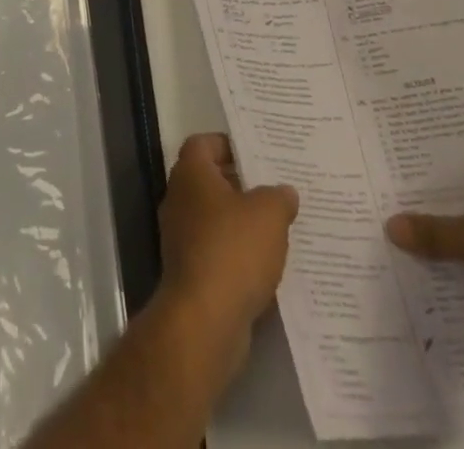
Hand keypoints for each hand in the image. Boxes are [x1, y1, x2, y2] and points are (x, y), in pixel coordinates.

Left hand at [156, 134, 298, 367]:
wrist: (205, 319)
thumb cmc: (233, 249)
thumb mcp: (269, 214)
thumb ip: (279, 196)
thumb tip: (284, 192)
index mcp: (191, 174)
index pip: (203, 143)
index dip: (227, 144)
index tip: (255, 154)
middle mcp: (179, 199)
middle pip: (209, 180)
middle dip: (239, 184)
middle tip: (273, 189)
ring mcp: (180, 237)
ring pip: (213, 217)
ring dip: (239, 221)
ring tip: (276, 226)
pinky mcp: (189, 272)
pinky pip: (215, 250)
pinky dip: (236, 253)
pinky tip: (264, 263)